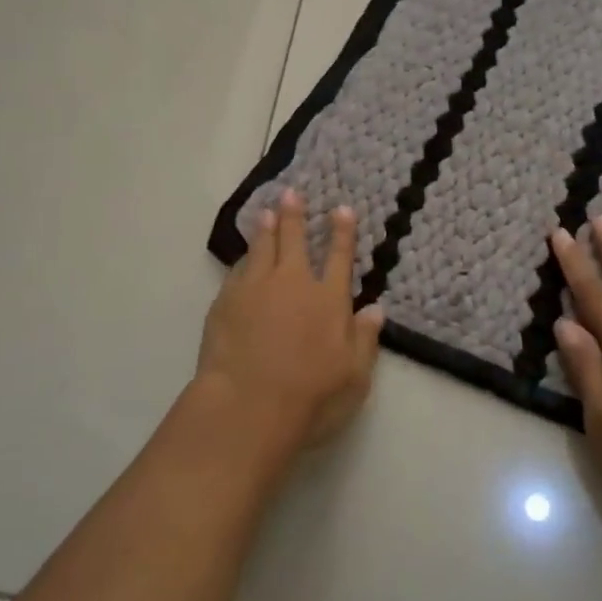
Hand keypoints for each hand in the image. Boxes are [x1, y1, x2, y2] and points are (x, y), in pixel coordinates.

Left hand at [195, 189, 384, 450]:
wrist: (246, 407)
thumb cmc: (310, 398)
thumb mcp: (354, 377)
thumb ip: (365, 340)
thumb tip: (375, 308)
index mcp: (328, 300)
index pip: (338, 257)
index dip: (341, 232)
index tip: (341, 209)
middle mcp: (292, 284)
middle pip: (294, 241)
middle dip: (295, 215)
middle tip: (291, 193)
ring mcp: (256, 289)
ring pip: (261, 248)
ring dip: (266, 228)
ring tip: (266, 212)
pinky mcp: (226, 301)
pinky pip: (237, 270)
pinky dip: (243, 258)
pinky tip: (243, 256)